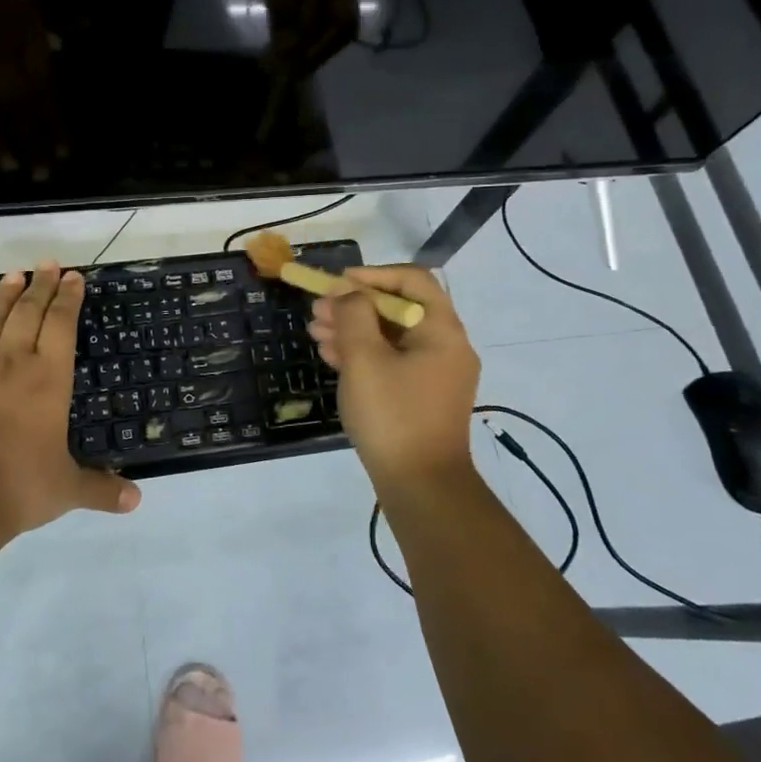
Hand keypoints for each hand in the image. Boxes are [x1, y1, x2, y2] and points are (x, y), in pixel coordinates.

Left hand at [0, 262, 140, 532]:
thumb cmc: (21, 485)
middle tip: (47, 263)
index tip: (73, 276)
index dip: (69, 299)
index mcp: (49, 379)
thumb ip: (101, 489)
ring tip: (12, 274)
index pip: (62, 326)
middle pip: (29, 314)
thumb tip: (137, 501)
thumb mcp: (68, 489)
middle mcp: (13, 364)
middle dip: (41, 286)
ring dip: (3, 298)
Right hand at [307, 265, 479, 484]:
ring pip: (391, 336)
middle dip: (355, 305)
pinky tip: (330, 356)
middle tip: (317, 310)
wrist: (420, 487)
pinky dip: (362, 354)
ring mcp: (434, 374)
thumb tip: (350, 294)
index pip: (413, 281)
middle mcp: (445, 347)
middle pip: (398, 309)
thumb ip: (354, 315)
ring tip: (315, 332)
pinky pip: (391, 361)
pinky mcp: (421, 396)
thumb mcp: (365, 359)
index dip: (374, 275)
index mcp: (442, 331)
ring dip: (353, 329)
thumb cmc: (393, 416)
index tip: (339, 283)